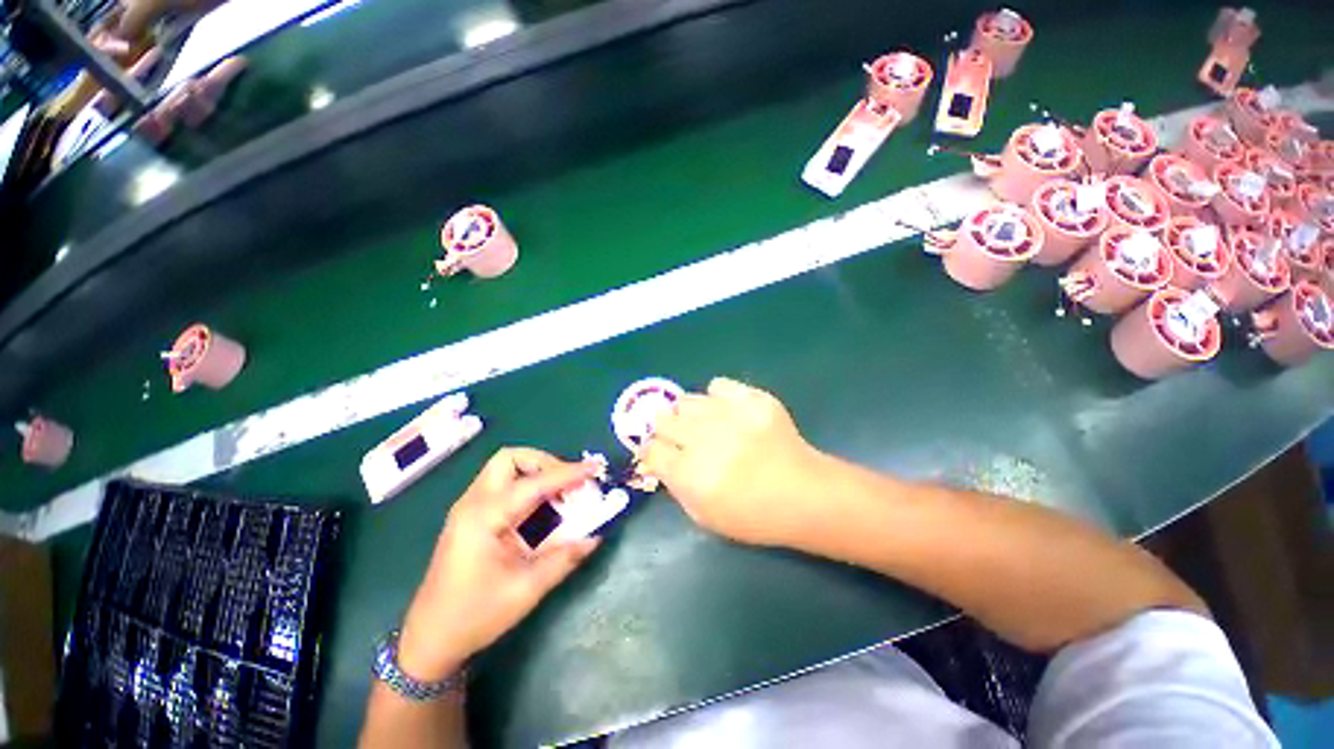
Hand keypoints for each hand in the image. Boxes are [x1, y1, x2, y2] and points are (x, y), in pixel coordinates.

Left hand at [397, 448, 600, 680]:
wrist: (430, 639)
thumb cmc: (474, 616)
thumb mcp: (525, 590)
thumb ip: (564, 558)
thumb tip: (595, 536)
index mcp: (482, 518)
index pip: (532, 483)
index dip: (567, 474)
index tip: (594, 469)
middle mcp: (473, 503)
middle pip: (510, 458)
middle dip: (545, 462)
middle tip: (569, 483)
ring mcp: (469, 508)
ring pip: (506, 468)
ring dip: (537, 472)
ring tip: (562, 493)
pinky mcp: (472, 516)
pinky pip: (504, 485)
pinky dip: (528, 486)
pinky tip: (544, 508)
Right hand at [640, 378, 826, 546]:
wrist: (803, 493)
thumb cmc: (752, 515)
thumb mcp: (704, 515)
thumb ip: (675, 486)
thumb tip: (659, 459)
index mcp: (689, 473)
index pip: (650, 448)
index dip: (653, 451)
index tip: (662, 454)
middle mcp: (703, 439)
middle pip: (662, 420)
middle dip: (667, 431)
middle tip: (682, 439)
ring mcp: (728, 414)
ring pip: (685, 400)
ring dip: (688, 414)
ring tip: (705, 424)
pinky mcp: (751, 399)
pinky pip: (717, 385)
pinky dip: (717, 397)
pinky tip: (727, 411)